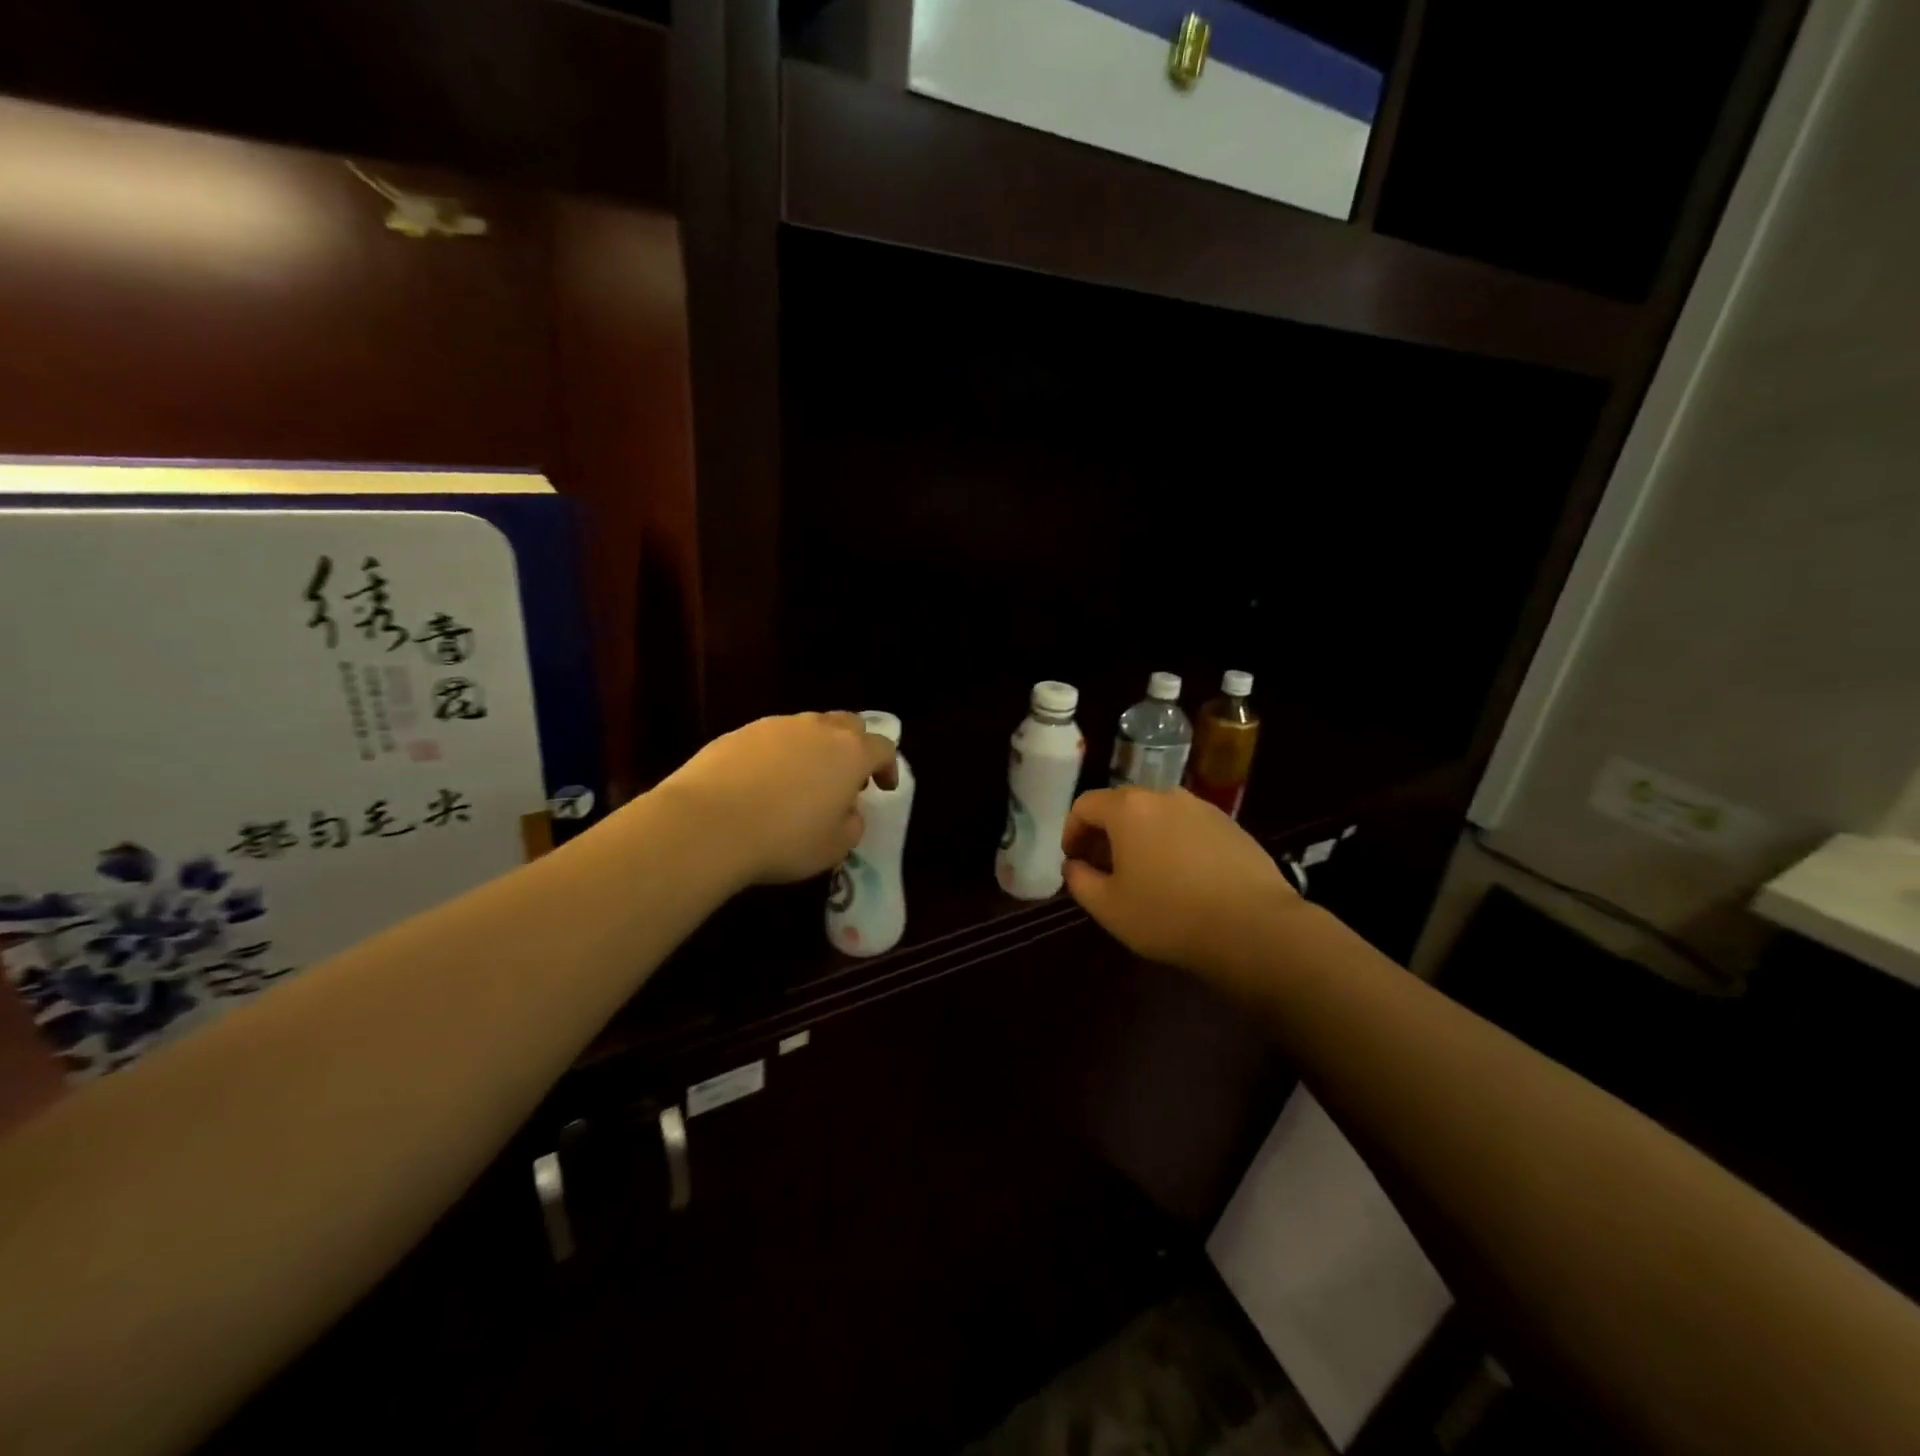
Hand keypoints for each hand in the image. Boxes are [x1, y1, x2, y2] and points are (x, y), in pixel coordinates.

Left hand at [657, 712, 897, 886]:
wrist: (707, 824)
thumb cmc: (784, 840)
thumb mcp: (833, 847)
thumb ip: (851, 825)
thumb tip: (848, 812)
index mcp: (850, 753)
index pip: (883, 747)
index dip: (888, 767)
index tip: (884, 788)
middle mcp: (818, 729)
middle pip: (848, 724)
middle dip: (854, 746)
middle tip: (846, 778)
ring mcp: (776, 726)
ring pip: (807, 728)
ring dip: (814, 749)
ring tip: (801, 782)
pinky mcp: (740, 732)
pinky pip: (771, 738)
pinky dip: (777, 755)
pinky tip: (762, 784)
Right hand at [1063, 787, 1300, 978]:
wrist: (1253, 927)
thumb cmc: (1168, 915)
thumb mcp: (1108, 907)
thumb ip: (1079, 880)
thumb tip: (1075, 865)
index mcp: (1129, 809)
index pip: (1085, 805)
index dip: (1071, 830)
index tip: (1073, 859)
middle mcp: (1164, 796)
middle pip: (1122, 805)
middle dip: (1106, 832)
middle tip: (1104, 867)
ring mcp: (1202, 808)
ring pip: (1158, 815)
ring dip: (1142, 836)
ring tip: (1145, 872)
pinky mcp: (1231, 825)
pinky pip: (1188, 827)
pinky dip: (1174, 842)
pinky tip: (1183, 877)